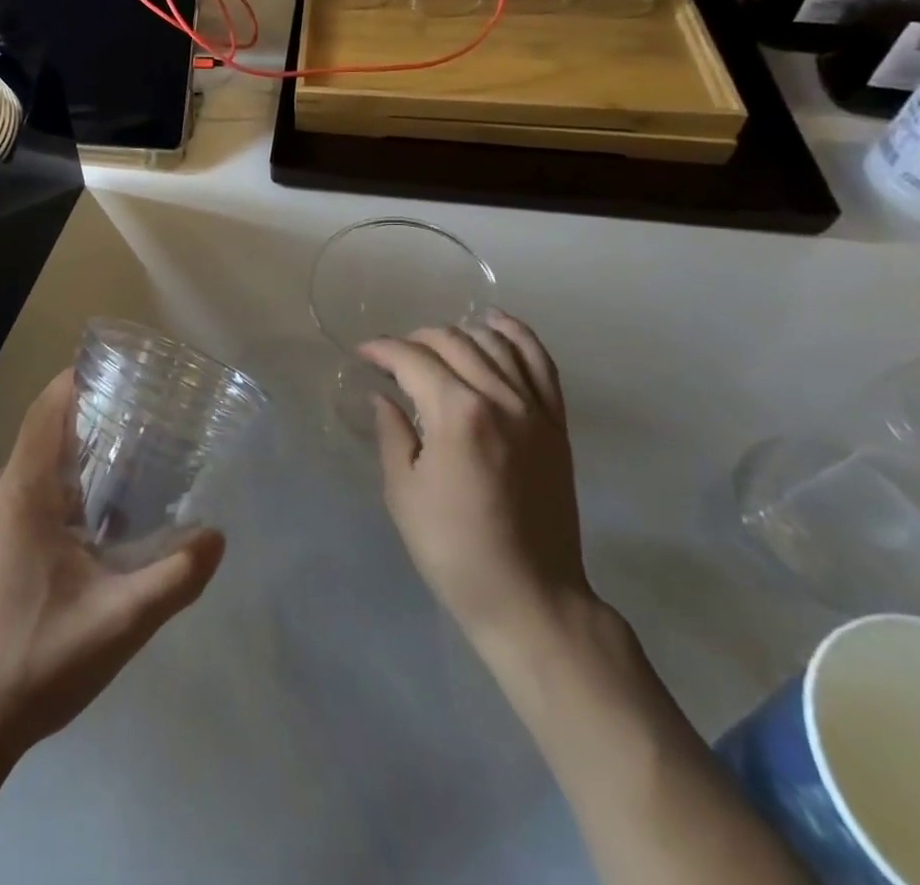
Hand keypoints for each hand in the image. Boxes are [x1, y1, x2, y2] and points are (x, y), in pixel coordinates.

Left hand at [0, 370, 224, 763]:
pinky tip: (78, 536)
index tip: (120, 376)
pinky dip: (49, 496)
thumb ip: (174, 577)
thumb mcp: (119, 623)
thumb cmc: (36, 663)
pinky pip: (14, 500)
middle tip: (140, 436)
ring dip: (70, 468)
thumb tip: (216, 536)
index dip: (79, 381)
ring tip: (119, 485)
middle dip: (89, 429)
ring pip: (29, 473)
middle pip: (42, 438)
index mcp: (21, 494)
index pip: (47, 410)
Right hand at [363, 311, 594, 662]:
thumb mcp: (404, 493)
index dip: (382, 350)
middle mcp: (499, 398)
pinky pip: (541, 362)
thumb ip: (393, 434)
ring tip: (436, 344)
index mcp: (456, 414)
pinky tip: (495, 324)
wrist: (531, 597)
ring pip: (495, 342)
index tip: (363, 354)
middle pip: (453, 342)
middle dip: (415, 339)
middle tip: (393, 357)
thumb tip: (384, 397)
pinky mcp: (556, 423)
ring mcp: (535, 408)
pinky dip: (517, 334)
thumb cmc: (454, 550)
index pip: (413, 359)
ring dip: (460, 332)